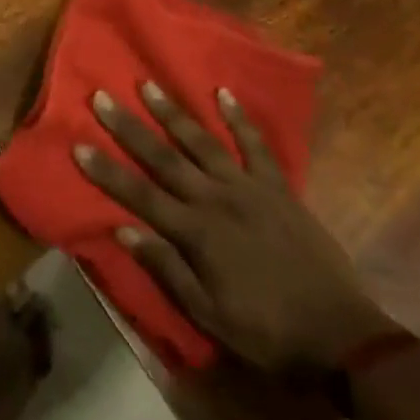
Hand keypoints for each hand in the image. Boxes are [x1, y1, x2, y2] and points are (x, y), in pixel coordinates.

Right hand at [75, 84, 391, 373]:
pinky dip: (240, 118)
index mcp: (197, 233)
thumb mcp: (211, 316)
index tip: (78, 144)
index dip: (107, 171)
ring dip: (172, 112)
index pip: (139, 195)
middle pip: (164, 157)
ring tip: (147, 84)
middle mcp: (216, 199)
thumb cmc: (268, 332)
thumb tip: (124, 230)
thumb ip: (167, 269)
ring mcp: (249, 188)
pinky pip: (256, 146)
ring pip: (202, 142)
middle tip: (101, 96)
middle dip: (129, 127)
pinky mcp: (278, 187)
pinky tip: (223, 93)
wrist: (342, 336)